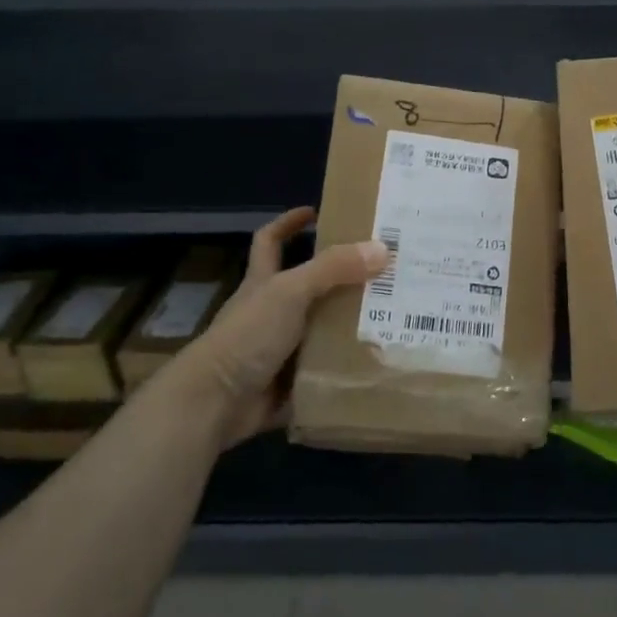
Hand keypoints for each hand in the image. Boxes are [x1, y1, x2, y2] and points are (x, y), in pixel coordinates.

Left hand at [177, 208, 387, 450]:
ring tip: (400, 315)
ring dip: (355, 326)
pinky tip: (385, 361)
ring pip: (325, 330)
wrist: (216, 403)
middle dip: (345, 279)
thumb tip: (383, 248)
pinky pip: (329, 371)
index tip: (316, 212)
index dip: (289, 223)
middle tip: (386, 270)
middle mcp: (273, 313)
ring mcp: (282, 350)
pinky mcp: (293, 383)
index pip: (271, 242)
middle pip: (312, 287)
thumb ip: (333, 269)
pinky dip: (351, 368)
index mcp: (264, 284)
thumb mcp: (290, 292)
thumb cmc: (247, 336)